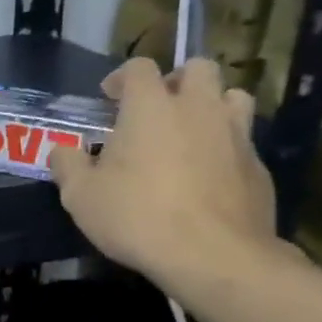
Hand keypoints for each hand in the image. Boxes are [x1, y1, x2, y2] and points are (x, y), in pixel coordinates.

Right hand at [48, 58, 280, 295]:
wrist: (212, 254)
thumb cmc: (136, 216)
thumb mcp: (80, 196)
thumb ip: (67, 166)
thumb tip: (63, 151)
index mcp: (150, 106)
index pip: (139, 67)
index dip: (122, 78)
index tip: (109, 98)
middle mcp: (198, 108)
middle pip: (199, 68)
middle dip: (177, 80)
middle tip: (158, 108)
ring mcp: (236, 134)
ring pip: (233, 97)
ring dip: (211, 106)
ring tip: (191, 133)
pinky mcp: (258, 165)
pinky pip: (243, 141)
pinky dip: (225, 147)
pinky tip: (208, 176)